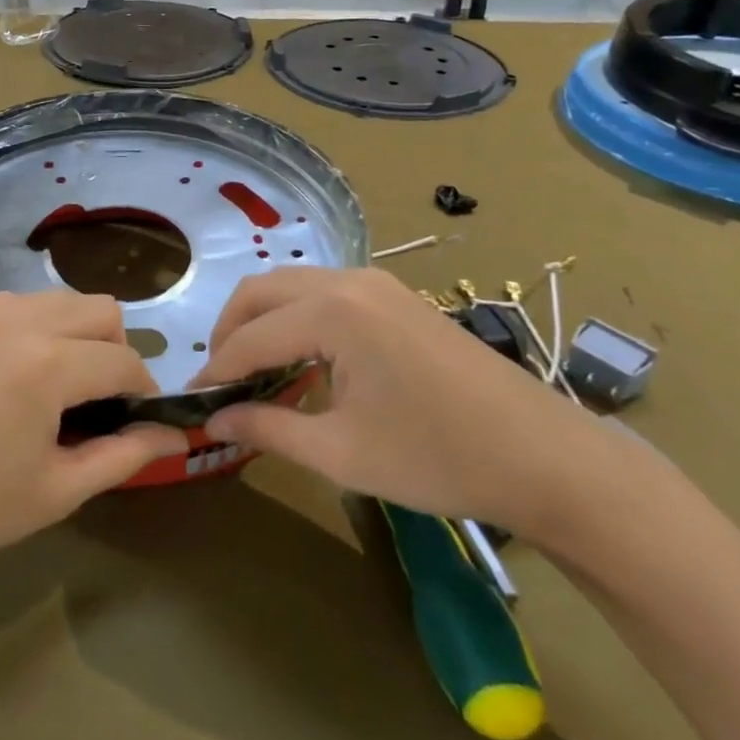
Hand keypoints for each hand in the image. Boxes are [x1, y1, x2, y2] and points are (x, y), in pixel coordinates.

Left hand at [0, 291, 185, 587]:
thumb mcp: (62, 488)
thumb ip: (128, 453)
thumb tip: (179, 433)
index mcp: (48, 365)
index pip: (123, 359)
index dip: (142, 390)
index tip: (138, 417)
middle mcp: (16, 320)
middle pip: (98, 308)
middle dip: (113, 348)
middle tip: (97, 398)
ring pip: (55, 299)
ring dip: (72, 333)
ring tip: (53, 384)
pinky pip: (11, 305)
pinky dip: (29, 329)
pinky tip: (8, 374)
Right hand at [193, 268, 606, 533]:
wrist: (547, 458)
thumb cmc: (439, 458)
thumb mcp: (342, 452)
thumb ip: (268, 430)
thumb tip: (213, 422)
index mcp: (332, 312)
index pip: (250, 337)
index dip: (216, 371)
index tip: (191, 402)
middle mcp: (348, 281)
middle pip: (261, 292)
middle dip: (230, 332)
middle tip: (219, 382)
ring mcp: (376, 283)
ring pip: (291, 286)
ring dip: (261, 321)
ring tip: (254, 372)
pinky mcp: (395, 296)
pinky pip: (323, 292)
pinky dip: (295, 318)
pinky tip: (302, 360)